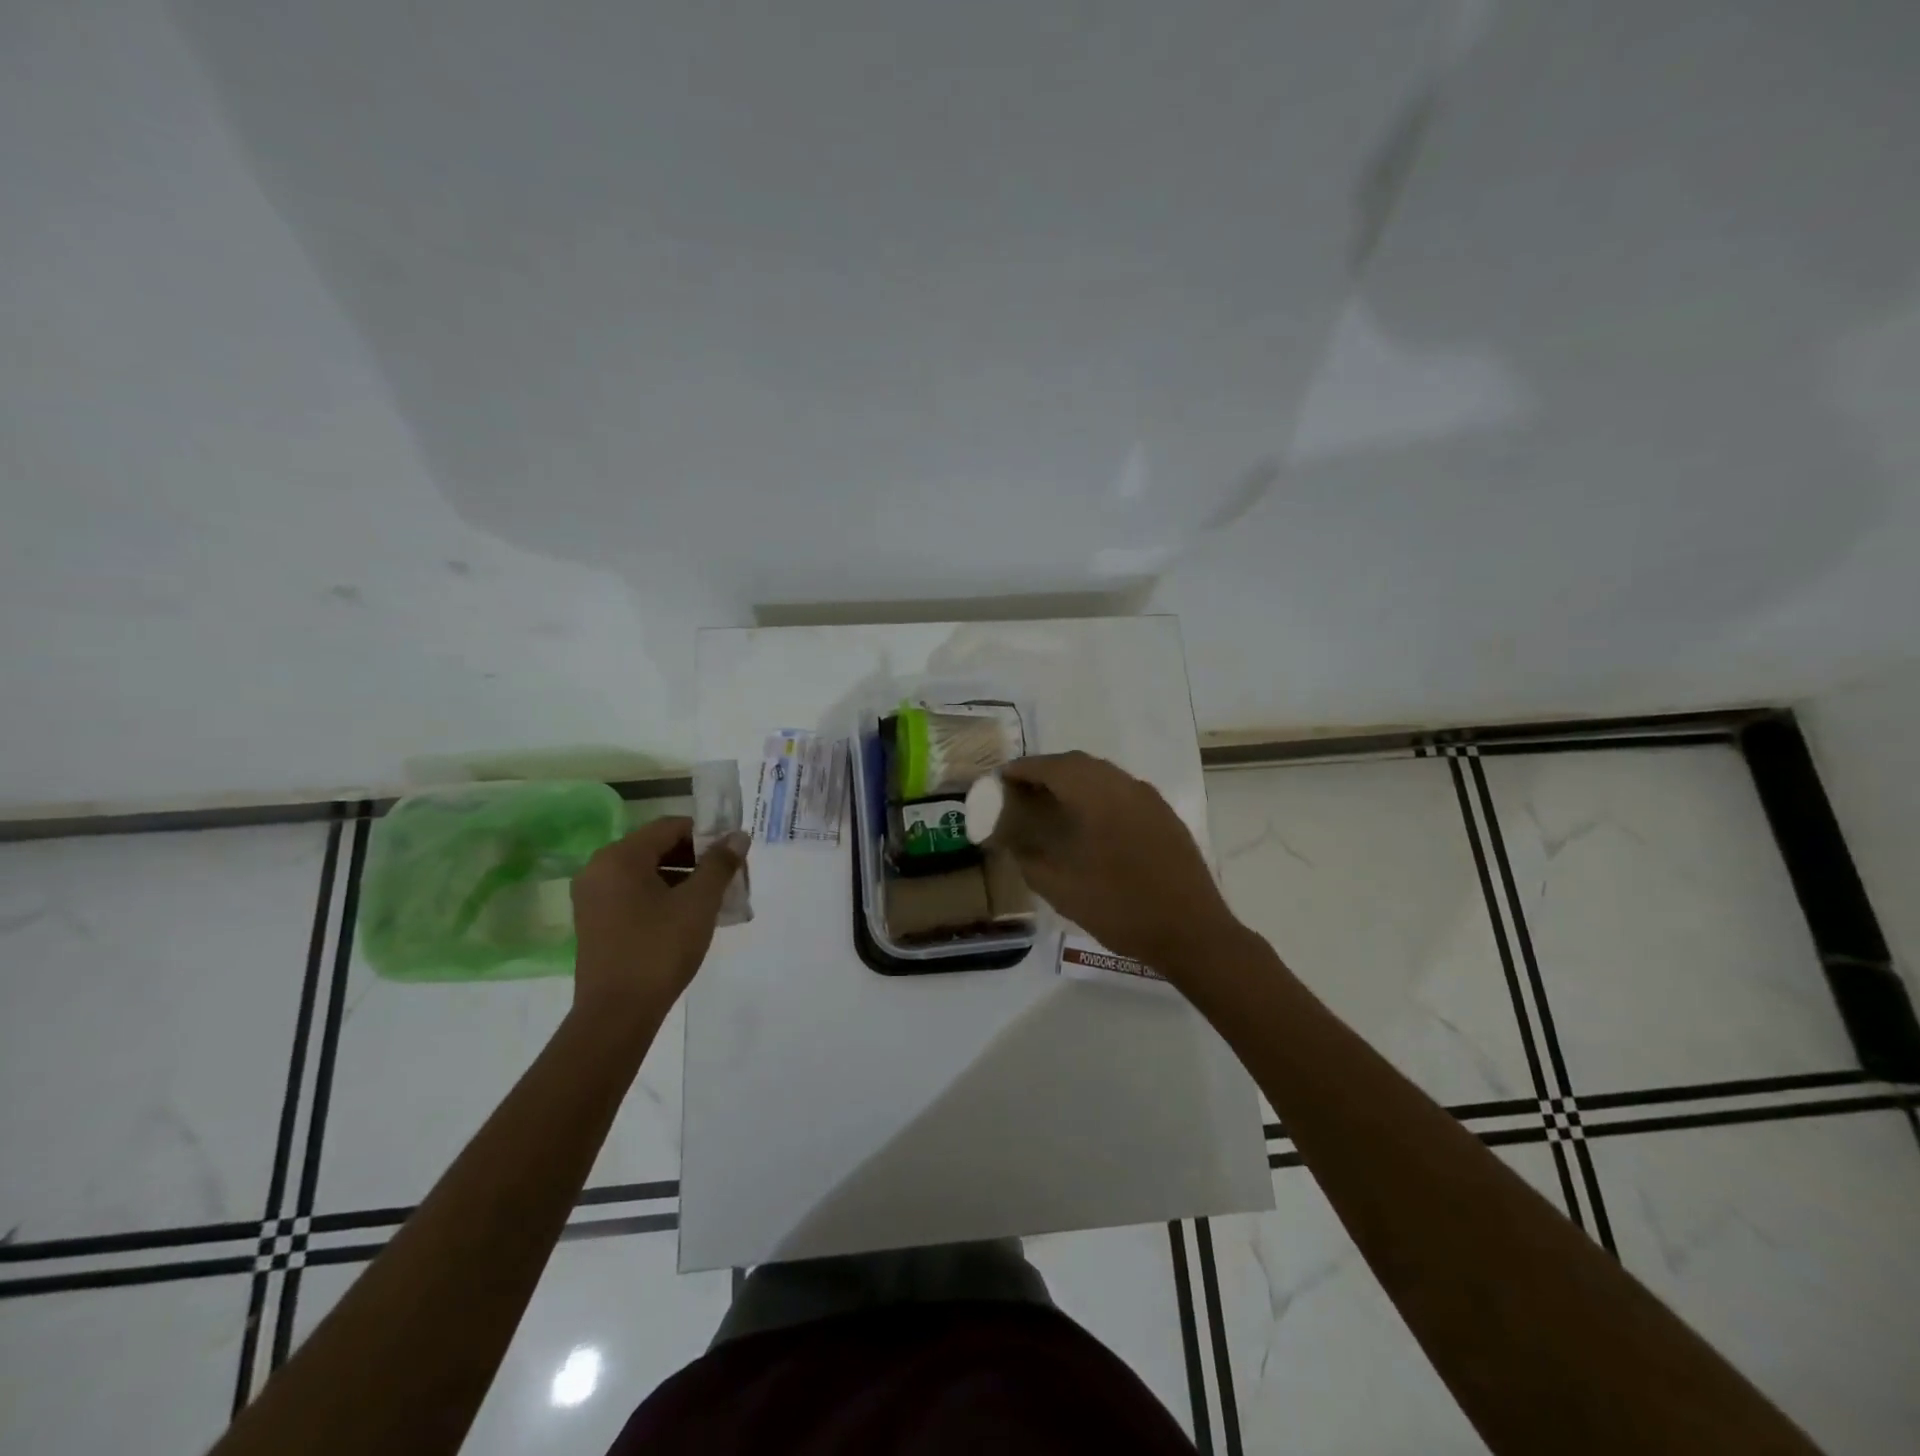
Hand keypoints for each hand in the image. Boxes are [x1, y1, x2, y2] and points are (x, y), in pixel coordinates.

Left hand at [569, 817, 749, 1028]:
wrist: (616, 1014)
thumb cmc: (659, 949)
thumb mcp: (699, 903)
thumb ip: (719, 864)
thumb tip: (738, 837)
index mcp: (620, 857)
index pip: (670, 827)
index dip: (706, 834)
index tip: (733, 853)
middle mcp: (599, 869)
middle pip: (656, 847)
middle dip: (696, 858)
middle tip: (727, 877)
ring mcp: (592, 897)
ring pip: (646, 872)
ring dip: (682, 878)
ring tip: (713, 899)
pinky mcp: (594, 921)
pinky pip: (633, 893)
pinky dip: (662, 895)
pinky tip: (687, 916)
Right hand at [999, 752, 1238, 972]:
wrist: (1192, 932)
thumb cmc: (1120, 908)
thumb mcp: (1061, 889)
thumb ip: (1029, 857)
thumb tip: (1009, 838)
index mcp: (1098, 796)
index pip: (1052, 767)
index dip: (1023, 769)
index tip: (1001, 778)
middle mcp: (1125, 786)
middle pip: (1078, 764)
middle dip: (1047, 770)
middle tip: (1022, 789)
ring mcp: (1150, 799)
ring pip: (1103, 775)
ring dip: (1073, 780)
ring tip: (1050, 802)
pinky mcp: (1165, 816)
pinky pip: (1123, 790)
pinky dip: (1097, 793)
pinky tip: (1089, 820)